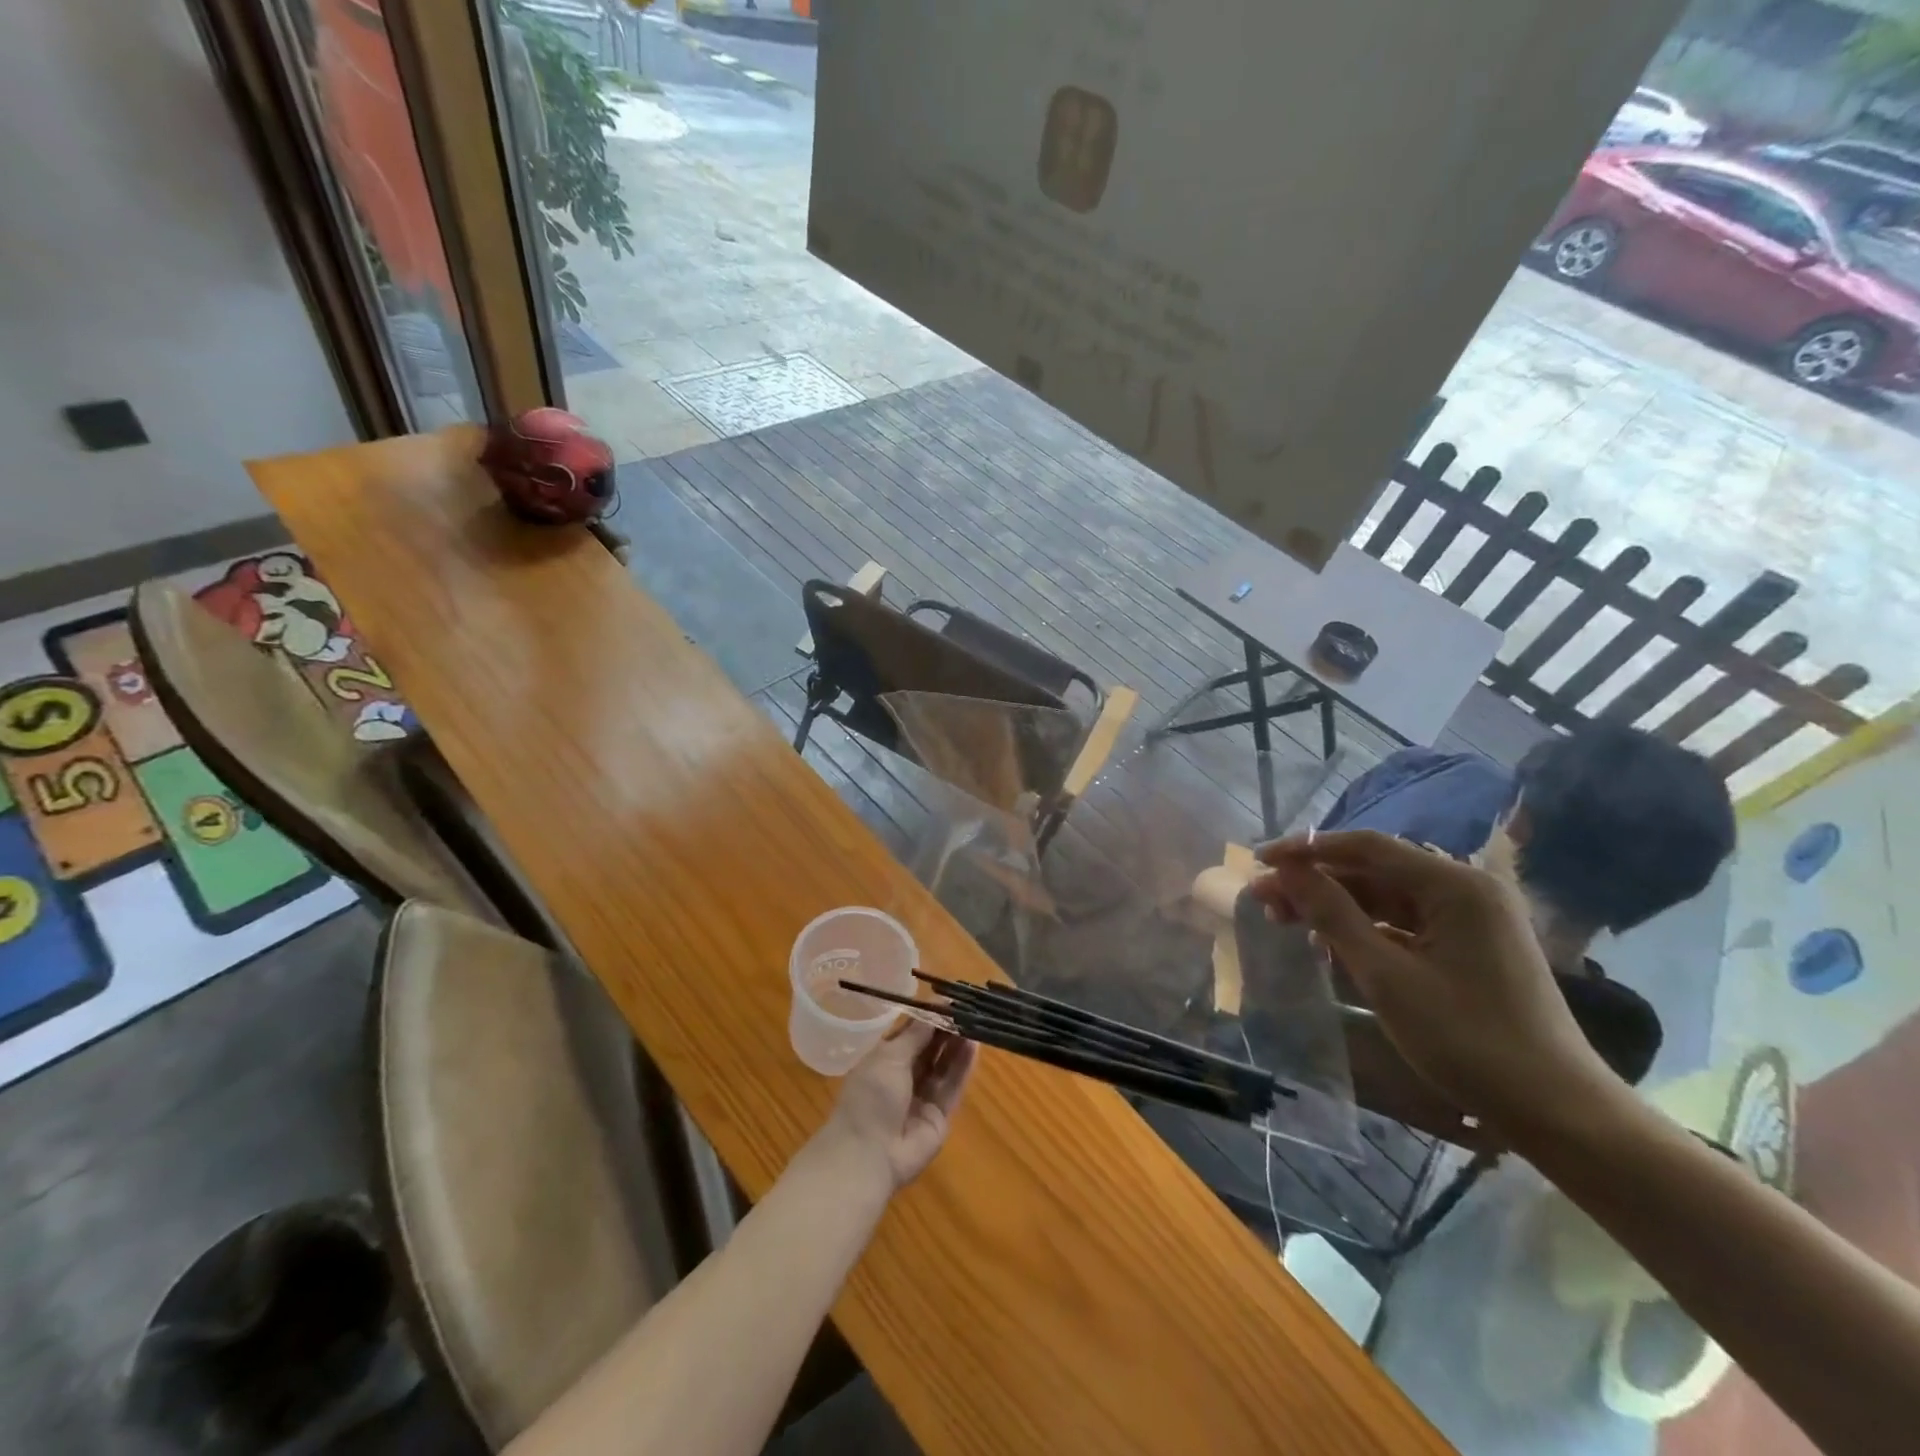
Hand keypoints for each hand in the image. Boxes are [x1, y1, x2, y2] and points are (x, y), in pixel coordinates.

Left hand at [819, 1019, 977, 1190]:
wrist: (868, 1155)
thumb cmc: (870, 1097)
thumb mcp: (889, 1056)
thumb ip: (916, 1034)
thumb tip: (936, 1009)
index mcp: (884, 1059)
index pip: (911, 1033)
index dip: (930, 1016)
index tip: (950, 1000)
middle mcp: (904, 1076)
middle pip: (930, 1048)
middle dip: (947, 1029)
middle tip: (968, 1009)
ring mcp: (923, 1097)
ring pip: (944, 1065)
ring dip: (958, 1045)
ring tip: (975, 1022)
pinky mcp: (940, 1115)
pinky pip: (953, 1086)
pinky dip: (963, 1066)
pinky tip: (974, 1046)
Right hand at [1249, 831, 1617, 1133]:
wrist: (1559, 1112)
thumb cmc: (1468, 1040)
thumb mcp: (1387, 976)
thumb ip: (1332, 915)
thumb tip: (1286, 871)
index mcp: (1455, 885)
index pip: (1366, 846)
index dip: (1307, 849)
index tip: (1260, 861)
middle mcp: (1466, 889)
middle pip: (1375, 870)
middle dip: (1316, 881)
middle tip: (1265, 899)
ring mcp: (1471, 919)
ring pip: (1386, 897)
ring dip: (1336, 906)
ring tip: (1286, 920)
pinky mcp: (1470, 947)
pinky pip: (1405, 923)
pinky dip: (1365, 930)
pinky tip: (1329, 945)